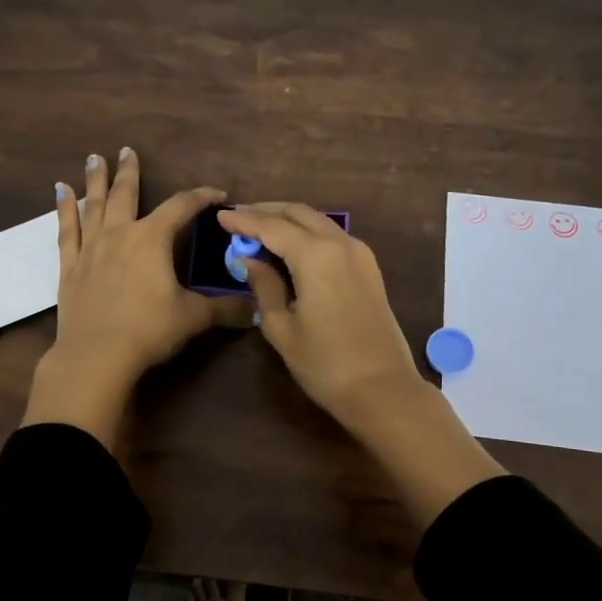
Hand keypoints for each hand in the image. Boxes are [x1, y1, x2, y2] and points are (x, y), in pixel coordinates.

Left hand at [22, 147, 250, 448]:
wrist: (96, 355)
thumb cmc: (149, 330)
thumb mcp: (193, 317)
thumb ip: (225, 309)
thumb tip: (258, 309)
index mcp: (153, 239)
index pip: (181, 207)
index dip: (201, 197)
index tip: (217, 193)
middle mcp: (121, 234)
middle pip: (127, 194)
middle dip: (130, 172)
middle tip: (126, 150)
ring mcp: (91, 248)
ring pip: (94, 205)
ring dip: (95, 181)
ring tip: (94, 159)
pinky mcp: (70, 267)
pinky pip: (67, 230)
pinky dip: (64, 210)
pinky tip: (60, 192)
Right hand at [218, 202, 504, 522]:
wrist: (382, 389)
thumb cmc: (325, 363)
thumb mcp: (282, 327)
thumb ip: (264, 286)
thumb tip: (249, 260)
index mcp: (315, 255)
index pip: (272, 226)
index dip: (244, 221)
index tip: (220, 217)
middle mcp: (340, 243)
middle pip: (298, 213)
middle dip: (267, 211)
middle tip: (239, 218)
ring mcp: (359, 254)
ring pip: (318, 221)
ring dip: (288, 220)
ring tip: (260, 229)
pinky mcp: (369, 268)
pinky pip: (333, 236)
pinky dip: (308, 234)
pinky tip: (291, 247)